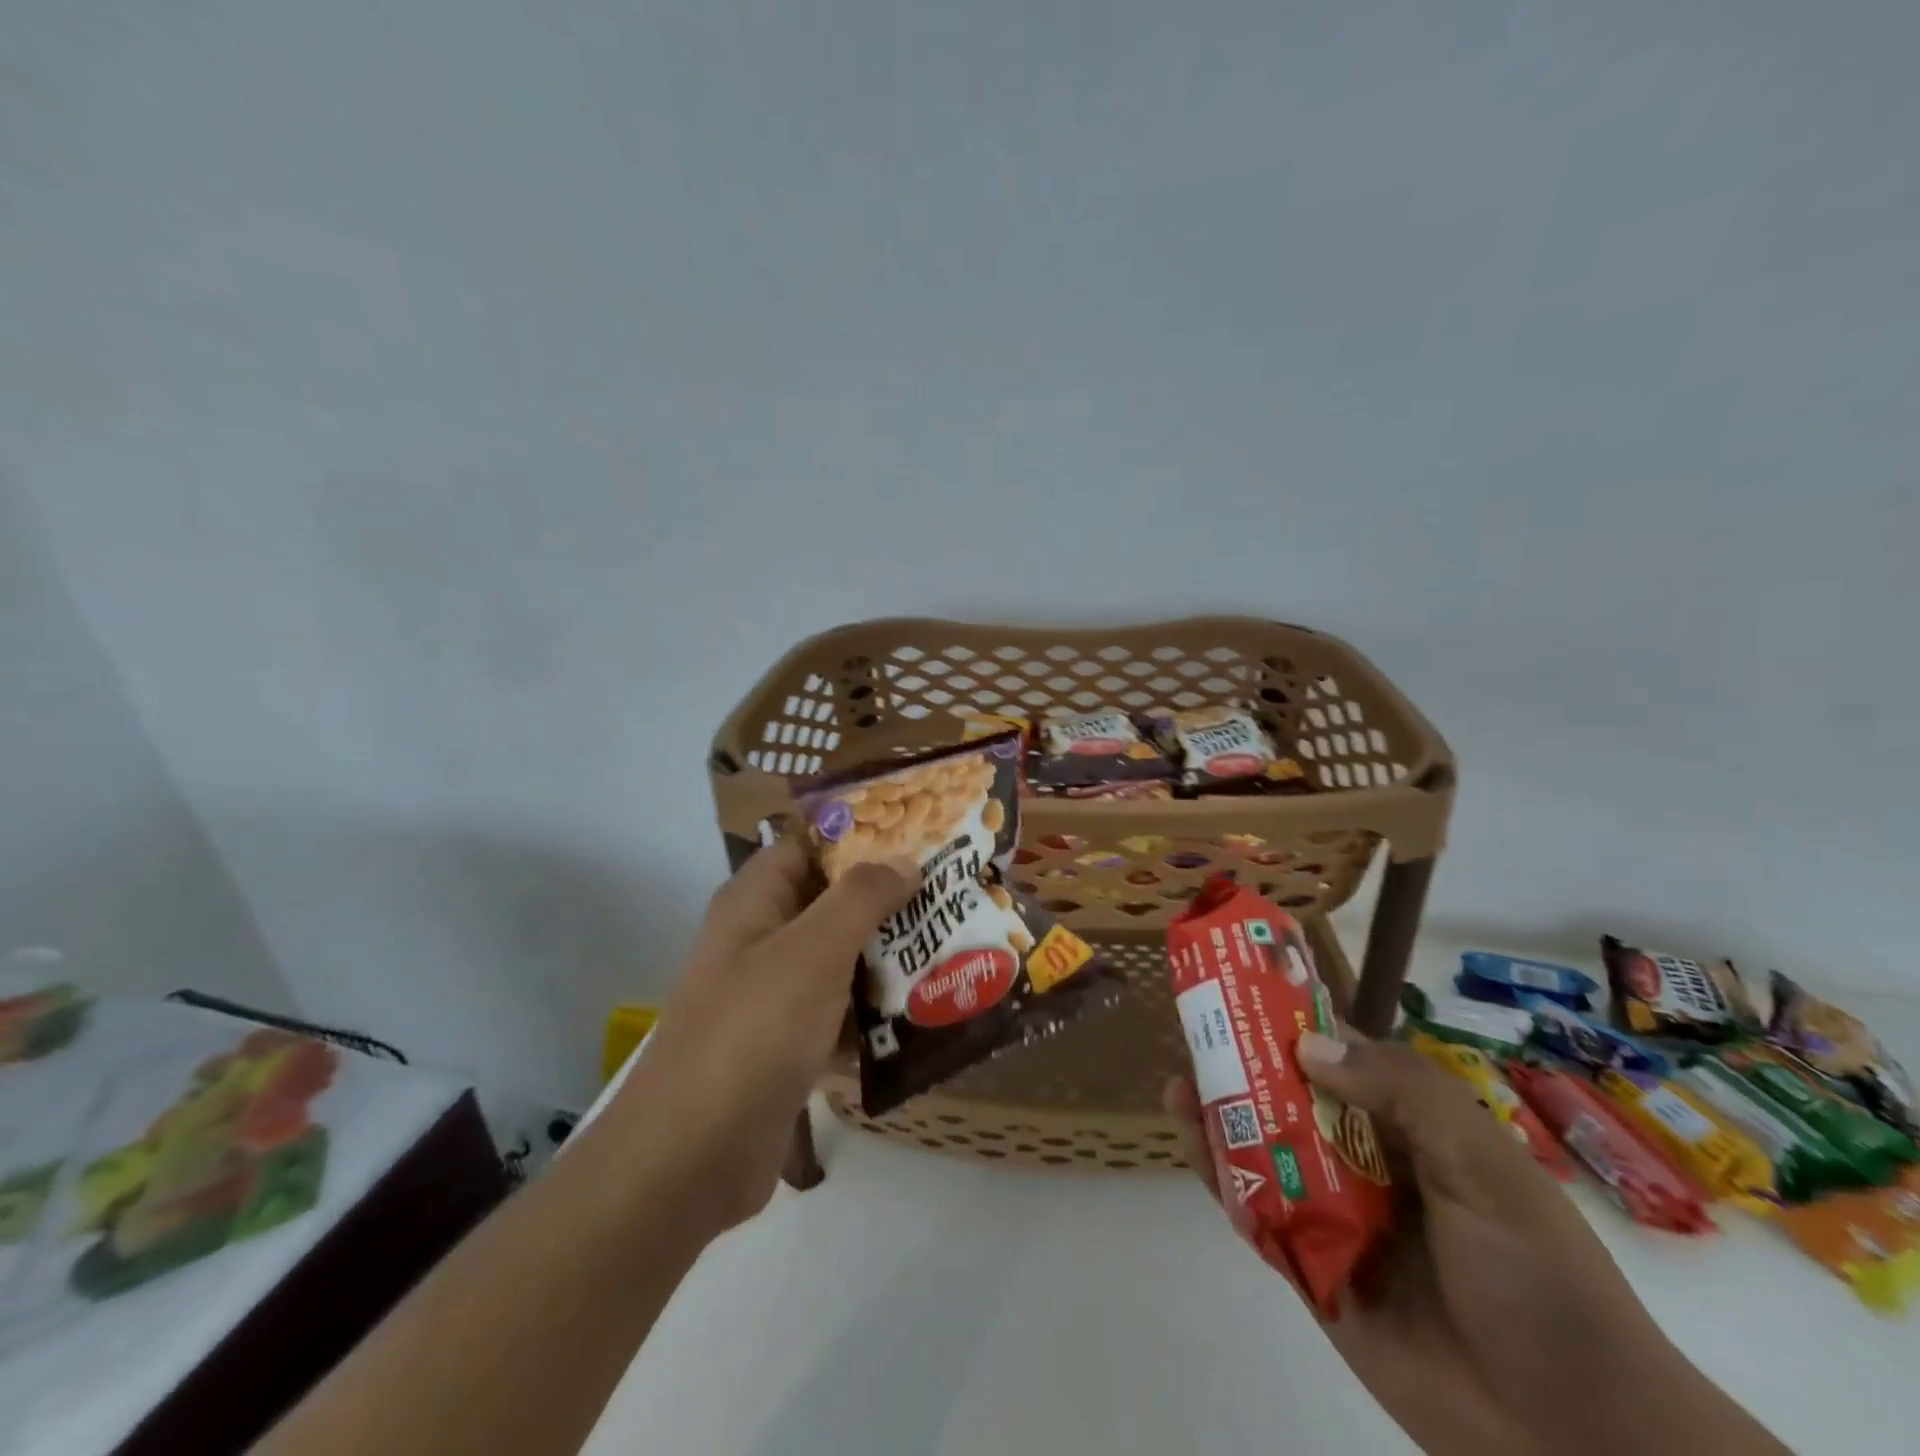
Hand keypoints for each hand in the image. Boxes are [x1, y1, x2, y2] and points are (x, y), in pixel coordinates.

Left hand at [615, 837, 915, 1233]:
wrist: (691, 1158)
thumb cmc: (753, 1031)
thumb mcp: (813, 950)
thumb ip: (861, 897)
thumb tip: (904, 861)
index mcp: (755, 901)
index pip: (811, 845)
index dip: (863, 837)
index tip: (923, 840)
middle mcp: (761, 939)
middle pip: (832, 902)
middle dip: (890, 902)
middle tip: (952, 899)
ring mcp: (773, 995)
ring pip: (841, 960)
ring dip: (889, 958)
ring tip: (954, 951)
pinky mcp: (787, 1045)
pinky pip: (840, 1013)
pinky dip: (875, 1012)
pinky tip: (927, 1014)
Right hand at [1165, 1031, 1705, 1455]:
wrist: (1573, 1441)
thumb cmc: (1541, 1281)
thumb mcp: (1486, 1167)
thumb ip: (1404, 1094)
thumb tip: (1306, 1045)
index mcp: (1411, 1131)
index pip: (1342, 1059)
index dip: (1294, 1023)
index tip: (1244, 992)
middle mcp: (1367, 1164)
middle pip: (1292, 1100)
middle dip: (1242, 1067)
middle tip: (1195, 1036)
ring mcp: (1337, 1216)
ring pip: (1265, 1151)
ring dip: (1221, 1117)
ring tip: (1178, 1087)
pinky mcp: (1312, 1270)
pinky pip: (1257, 1213)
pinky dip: (1222, 1178)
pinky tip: (1194, 1147)